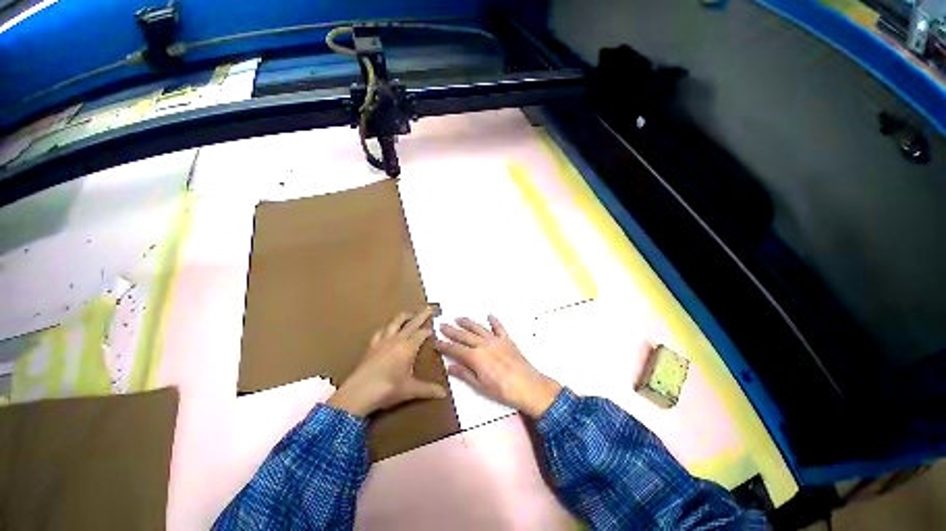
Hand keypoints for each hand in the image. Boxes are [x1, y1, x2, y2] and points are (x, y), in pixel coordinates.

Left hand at [328, 307, 446, 416]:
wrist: (358, 393)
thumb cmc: (387, 389)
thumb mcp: (410, 390)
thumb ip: (428, 389)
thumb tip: (444, 394)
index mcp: (408, 347)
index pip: (422, 333)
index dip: (429, 330)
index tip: (435, 328)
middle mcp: (397, 340)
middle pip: (411, 323)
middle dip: (421, 315)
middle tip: (428, 308)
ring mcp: (383, 341)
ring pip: (395, 323)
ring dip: (403, 317)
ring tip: (409, 314)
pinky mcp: (371, 346)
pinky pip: (380, 332)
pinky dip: (386, 328)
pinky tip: (387, 330)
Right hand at [436, 315, 561, 418]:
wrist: (528, 386)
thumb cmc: (503, 390)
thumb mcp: (480, 386)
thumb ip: (465, 374)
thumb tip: (450, 367)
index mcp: (475, 357)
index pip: (455, 349)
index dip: (444, 345)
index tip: (436, 341)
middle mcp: (484, 344)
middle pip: (464, 335)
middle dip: (452, 330)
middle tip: (442, 325)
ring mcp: (496, 340)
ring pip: (478, 328)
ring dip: (467, 322)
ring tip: (458, 318)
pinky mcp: (507, 340)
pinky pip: (499, 327)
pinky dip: (494, 321)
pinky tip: (489, 315)